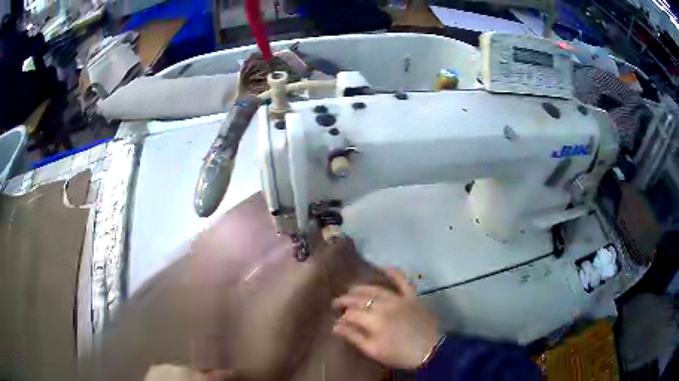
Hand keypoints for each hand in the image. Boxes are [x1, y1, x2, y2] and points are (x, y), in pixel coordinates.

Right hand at [331, 267, 439, 368]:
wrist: (430, 350)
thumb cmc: (400, 354)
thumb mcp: (373, 350)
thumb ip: (354, 336)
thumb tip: (335, 326)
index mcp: (374, 320)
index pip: (351, 313)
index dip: (341, 316)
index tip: (336, 321)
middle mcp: (384, 305)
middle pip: (360, 298)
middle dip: (346, 300)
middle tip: (337, 303)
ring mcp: (399, 299)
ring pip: (376, 289)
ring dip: (362, 288)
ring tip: (351, 290)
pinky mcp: (412, 297)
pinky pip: (403, 282)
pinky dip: (395, 274)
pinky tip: (386, 267)